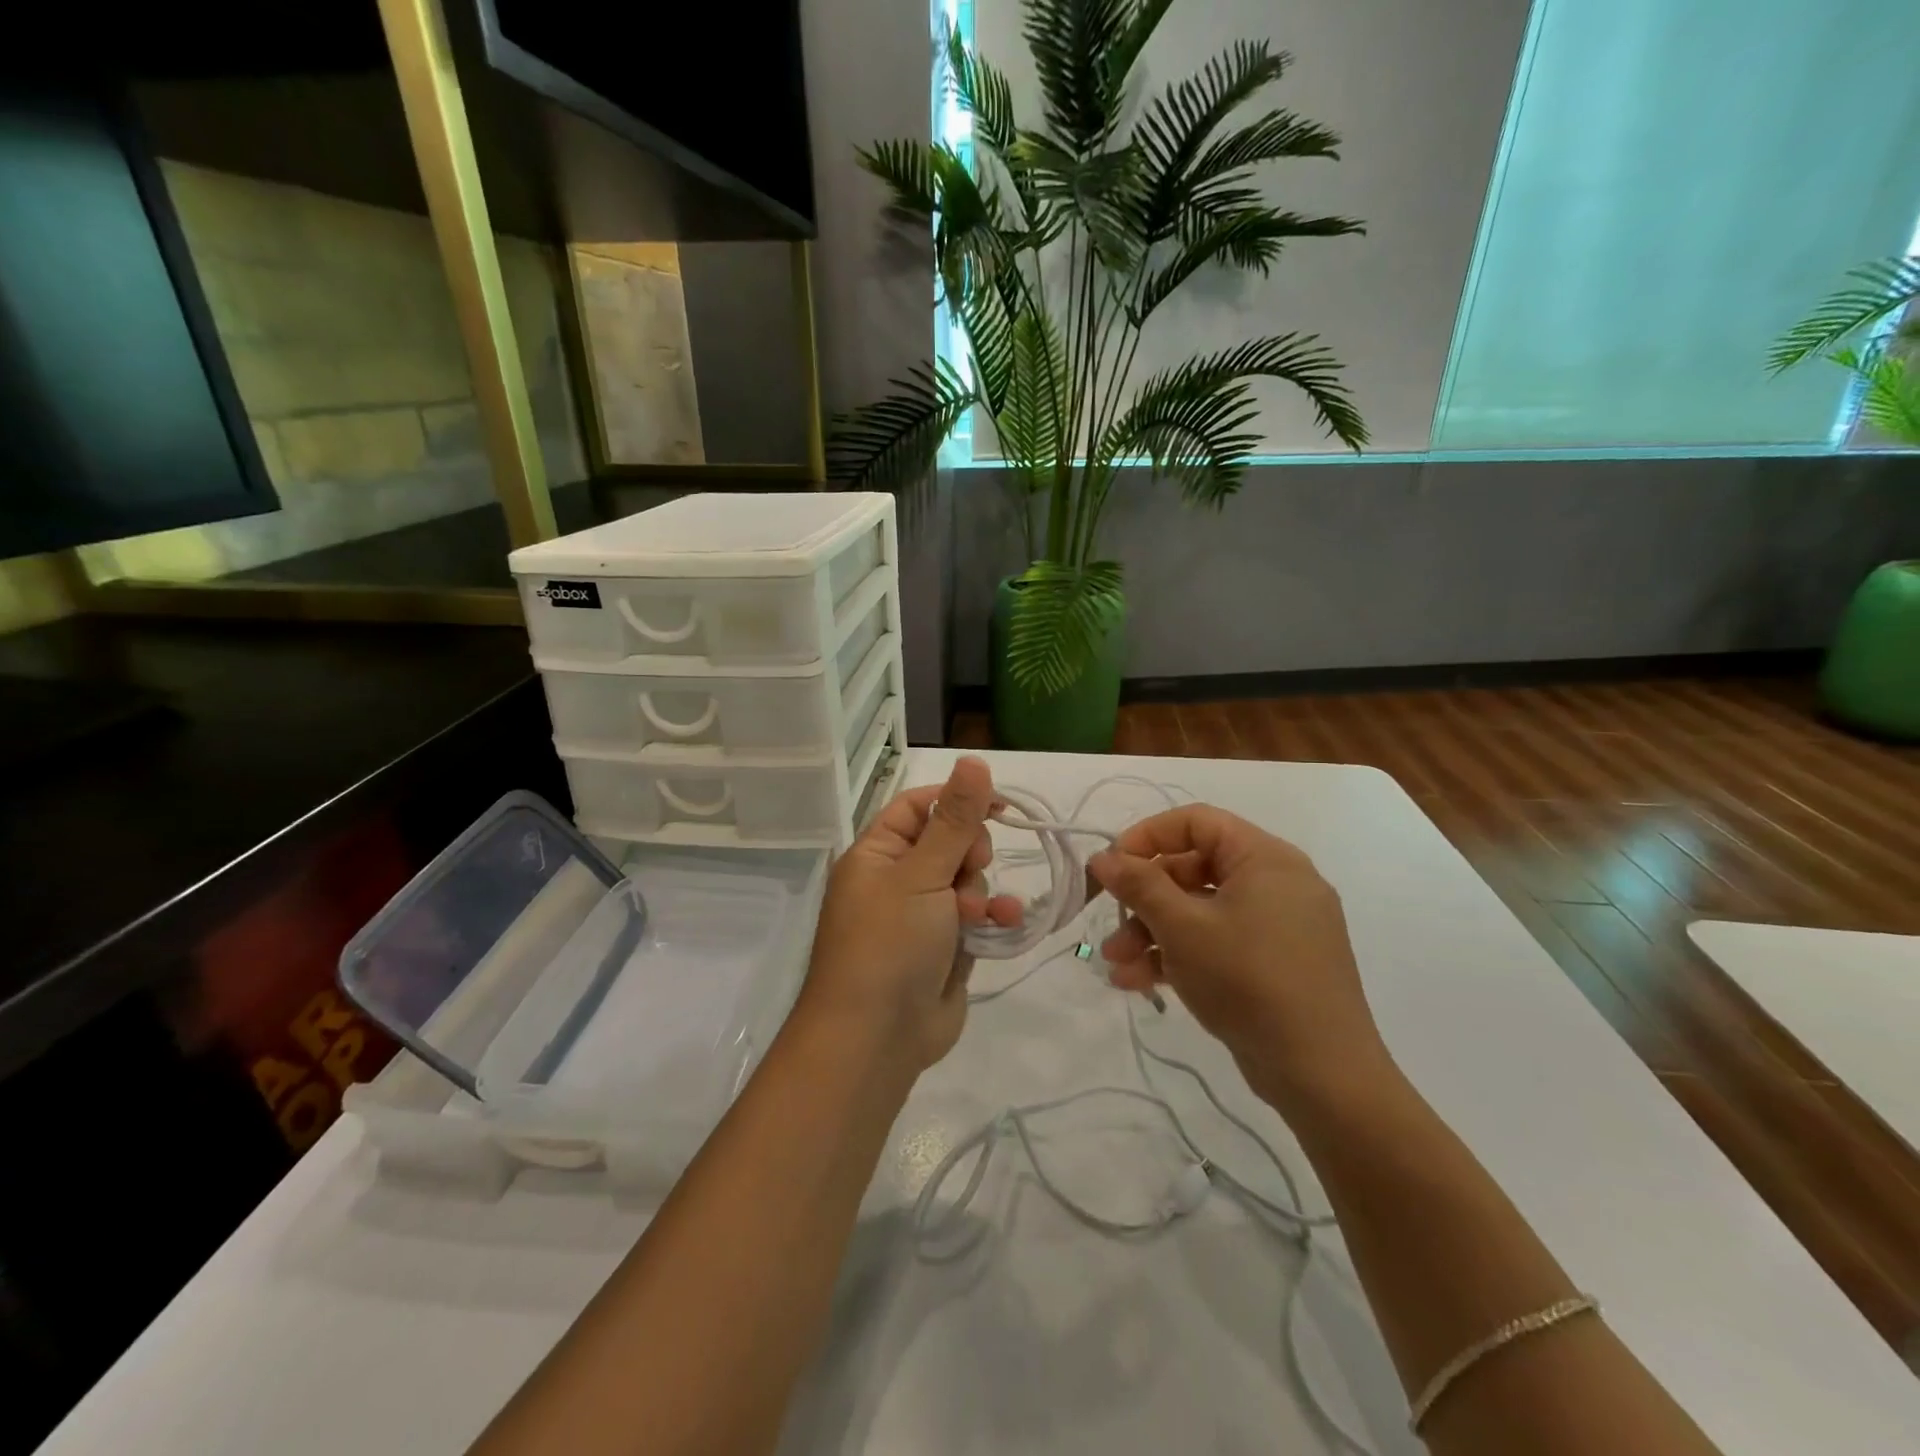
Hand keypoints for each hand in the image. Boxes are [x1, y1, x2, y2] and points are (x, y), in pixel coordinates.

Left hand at [798, 757, 1022, 1072]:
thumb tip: (973, 759)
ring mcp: (921, 916)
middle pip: (949, 842)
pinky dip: (992, 919)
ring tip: (973, 917)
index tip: (1000, 804)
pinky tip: (1007, 923)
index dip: (958, 799)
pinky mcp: (944, 948)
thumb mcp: (922, 874)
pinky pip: (976, 919)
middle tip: (968, 872)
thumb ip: (955, 819)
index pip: (919, 806)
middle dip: (969, 855)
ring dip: (981, 892)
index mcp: (877, 854)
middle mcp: (896, 879)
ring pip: (967, 881)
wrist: (877, 1038)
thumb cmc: (889, 943)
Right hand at [1088, 805, 1391, 1116]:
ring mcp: (1279, 925)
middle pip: (1194, 869)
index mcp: (1265, 858)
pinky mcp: (1277, 963)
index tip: (1112, 867)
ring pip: (1202, 911)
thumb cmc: (1249, 980)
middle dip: (1144, 900)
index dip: (1147, 837)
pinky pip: (1220, 941)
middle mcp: (1277, 882)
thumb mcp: (1183, 928)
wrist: (1323, 1074)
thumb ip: (1139, 885)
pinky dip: (1182, 955)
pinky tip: (1142, 983)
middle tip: (1110, 926)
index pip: (1196, 822)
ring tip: (1117, 966)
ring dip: (1154, 933)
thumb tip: (1103, 857)